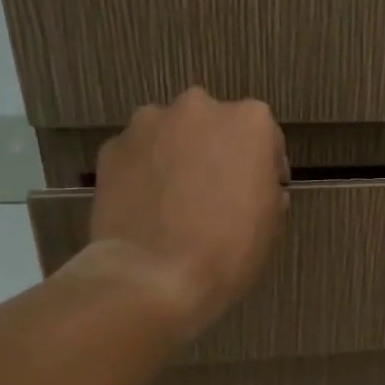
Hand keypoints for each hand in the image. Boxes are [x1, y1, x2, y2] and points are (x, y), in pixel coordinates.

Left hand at [64, 88, 287, 338]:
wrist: (153, 276)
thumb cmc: (229, 249)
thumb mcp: (271, 222)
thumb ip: (266, 188)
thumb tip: (255, 185)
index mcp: (251, 122)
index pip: (265, 138)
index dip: (263, 168)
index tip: (259, 194)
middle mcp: (200, 108)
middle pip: (215, 126)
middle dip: (217, 152)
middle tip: (216, 193)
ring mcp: (150, 123)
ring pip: (172, 135)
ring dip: (178, 156)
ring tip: (176, 200)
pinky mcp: (113, 146)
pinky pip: (139, 155)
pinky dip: (144, 172)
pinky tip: (148, 207)